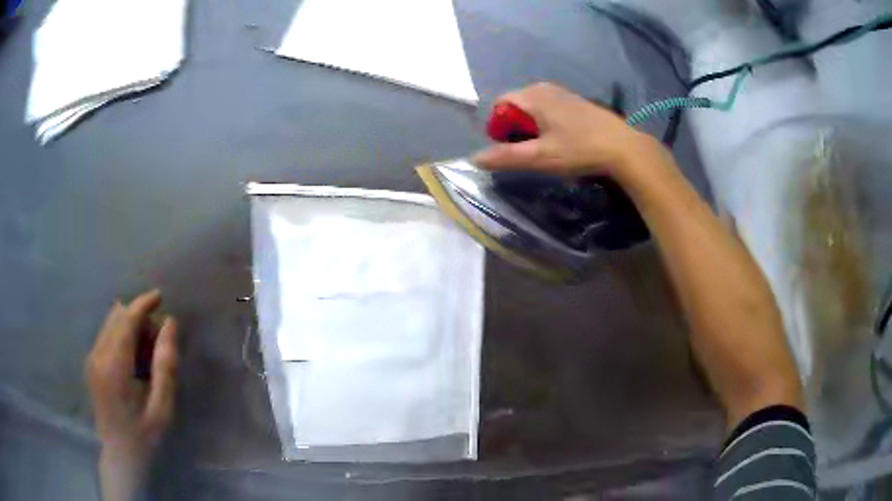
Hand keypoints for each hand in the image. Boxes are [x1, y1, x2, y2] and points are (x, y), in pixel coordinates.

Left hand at [86, 290, 178, 498]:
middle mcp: (98, 355)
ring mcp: (91, 358)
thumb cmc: (143, 436)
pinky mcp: (91, 362)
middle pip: (117, 316)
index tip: (160, 296)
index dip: (143, 304)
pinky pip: (106, 334)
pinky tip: (134, 358)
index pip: (126, 320)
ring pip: (111, 323)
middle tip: (158, 340)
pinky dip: (122, 335)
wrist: (118, 456)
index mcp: (114, 366)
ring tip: (147, 351)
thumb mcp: (161, 408)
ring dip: (130, 326)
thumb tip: (170, 325)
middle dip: (139, 317)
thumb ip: (165, 366)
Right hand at [472, 83, 655, 178]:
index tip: (510, 147)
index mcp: (533, 96)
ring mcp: (563, 92)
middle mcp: (545, 88)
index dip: (498, 126)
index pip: (500, 104)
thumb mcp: (539, 157)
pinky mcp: (577, 101)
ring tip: (544, 147)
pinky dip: (547, 121)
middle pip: (516, 104)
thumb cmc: (579, 149)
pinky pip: (550, 107)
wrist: (623, 147)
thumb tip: (474, 159)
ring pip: (534, 106)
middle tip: (527, 150)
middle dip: (515, 126)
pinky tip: (561, 139)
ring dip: (531, 125)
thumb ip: (506, 157)